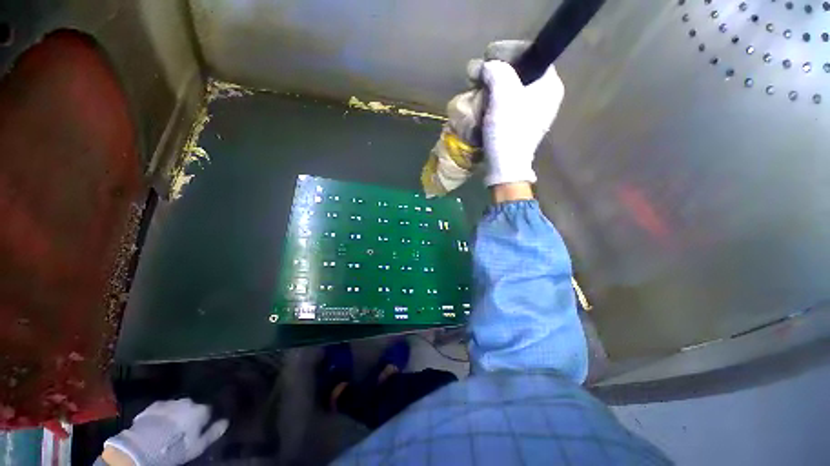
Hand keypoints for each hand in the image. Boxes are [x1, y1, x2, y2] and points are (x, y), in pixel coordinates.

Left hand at [104, 399, 227, 465]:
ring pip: (177, 407)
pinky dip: (163, 414)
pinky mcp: (154, 405)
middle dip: (190, 414)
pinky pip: (162, 408)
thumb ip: (214, 432)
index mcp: (201, 409)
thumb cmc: (176, 447)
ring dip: (176, 414)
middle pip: (192, 406)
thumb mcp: (198, 445)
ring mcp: (170, 402)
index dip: (205, 419)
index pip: (209, 410)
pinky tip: (158, 424)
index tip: (202, 427)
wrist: (144, 445)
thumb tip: (226, 422)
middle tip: (185, 428)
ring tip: (170, 427)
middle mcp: (188, 401)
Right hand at [479, 58, 564, 186]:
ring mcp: (533, 114)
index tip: (490, 56)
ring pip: (512, 91)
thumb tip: (488, 66)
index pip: (533, 56)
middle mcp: (545, 98)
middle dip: (498, 73)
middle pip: (521, 74)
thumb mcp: (504, 95)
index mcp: (550, 86)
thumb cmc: (508, 130)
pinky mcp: (521, 127)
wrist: (505, 167)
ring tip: (477, 90)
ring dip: (494, 89)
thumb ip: (497, 71)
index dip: (510, 52)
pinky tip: (483, 105)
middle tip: (479, 75)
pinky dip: (495, 103)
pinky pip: (508, 106)